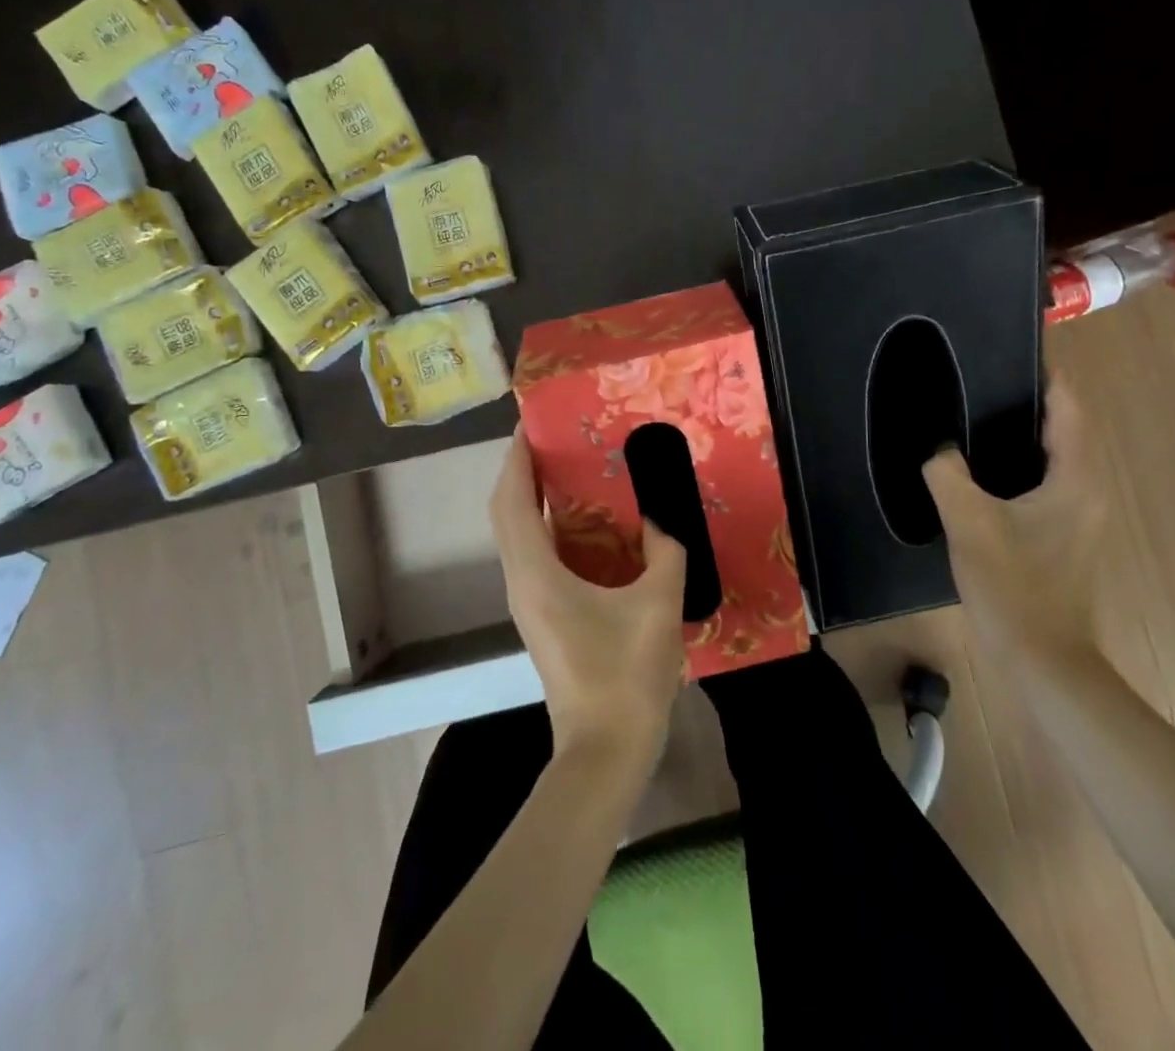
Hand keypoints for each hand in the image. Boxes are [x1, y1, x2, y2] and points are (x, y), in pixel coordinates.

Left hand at [491, 429, 687, 765]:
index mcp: (537, 574)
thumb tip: (663, 518)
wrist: (605, 751)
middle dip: (523, 472)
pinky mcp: (542, 617)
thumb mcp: (658, 603)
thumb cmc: (626, 675)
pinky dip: (548, 528)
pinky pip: (535, 556)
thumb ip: (666, 551)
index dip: (517, 459)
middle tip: (555, 439)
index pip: (514, 501)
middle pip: (508, 514)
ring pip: (518, 536)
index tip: (531, 424)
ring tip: (569, 469)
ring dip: (533, 499)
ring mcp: (528, 603)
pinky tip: (586, 524)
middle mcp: (522, 582)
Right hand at [922, 380, 1104, 658]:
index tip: (1013, 348)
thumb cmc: (1013, 586)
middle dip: (1029, 399)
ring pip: (1055, 456)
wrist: (1042, 661)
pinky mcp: (1064, 536)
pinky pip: (1045, 482)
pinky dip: (1020, 463)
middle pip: (1065, 428)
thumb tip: (937, 446)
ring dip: (1023, 432)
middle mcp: (1087, 490)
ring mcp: (1079, 516)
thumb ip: (947, 473)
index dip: (1046, 375)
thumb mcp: (969, 523)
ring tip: (975, 412)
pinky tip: (981, 468)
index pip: (1069, 408)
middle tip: (981, 377)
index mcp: (1075, 479)